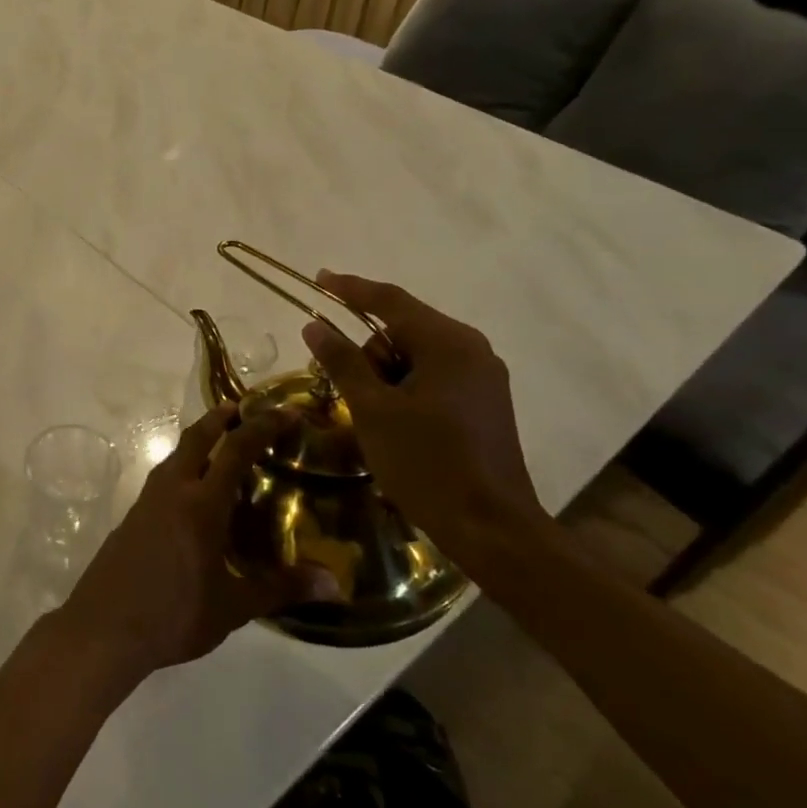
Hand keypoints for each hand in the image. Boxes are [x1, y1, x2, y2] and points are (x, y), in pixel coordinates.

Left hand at [53, 403, 336, 683]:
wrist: (104, 626)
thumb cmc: (174, 614)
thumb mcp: (233, 606)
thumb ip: (281, 588)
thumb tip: (333, 583)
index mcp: (201, 503)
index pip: (236, 450)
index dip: (262, 426)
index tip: (285, 412)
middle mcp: (173, 490)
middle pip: (197, 438)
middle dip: (220, 418)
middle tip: (244, 409)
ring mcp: (147, 500)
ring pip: (176, 455)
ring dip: (199, 441)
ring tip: (222, 447)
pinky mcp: (133, 515)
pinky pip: (164, 477)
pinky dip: (184, 467)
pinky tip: (194, 493)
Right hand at [301, 273, 548, 566]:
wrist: (492, 528)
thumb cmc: (426, 462)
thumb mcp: (372, 410)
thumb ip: (342, 361)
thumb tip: (314, 325)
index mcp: (448, 343)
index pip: (390, 301)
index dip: (351, 288)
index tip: (319, 278)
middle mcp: (472, 350)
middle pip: (404, 328)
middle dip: (369, 350)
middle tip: (346, 388)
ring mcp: (483, 377)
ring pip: (417, 355)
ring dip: (386, 374)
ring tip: (374, 416)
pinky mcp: (485, 403)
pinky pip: (434, 376)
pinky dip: (406, 387)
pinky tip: (395, 421)